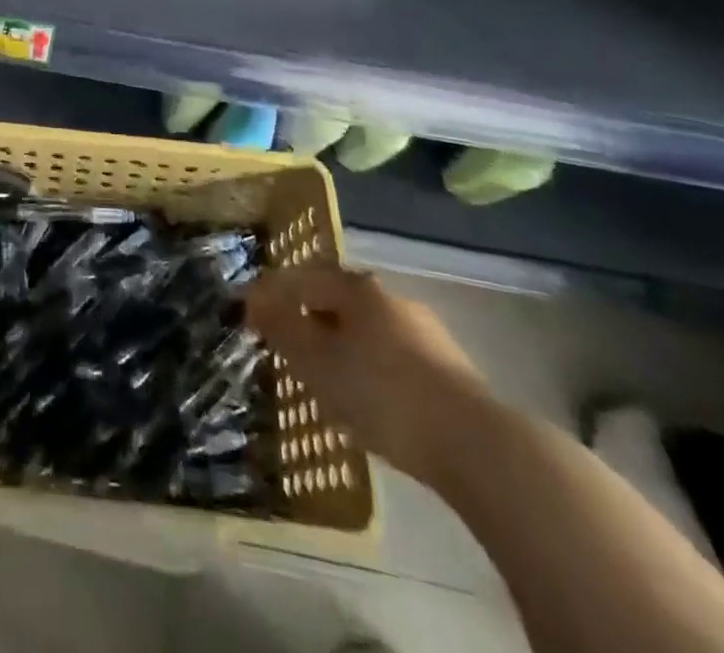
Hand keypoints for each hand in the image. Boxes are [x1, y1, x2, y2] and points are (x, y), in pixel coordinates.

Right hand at [246, 265, 490, 486]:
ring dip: (336, 340)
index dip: (271, 293)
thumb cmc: (382, 394)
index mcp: (357, 288)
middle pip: (335, 298)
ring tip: (319, 372)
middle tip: (283, 342)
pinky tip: (362, 392)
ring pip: (364, 326)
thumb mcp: (318, 363)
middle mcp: (389, 297)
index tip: (248, 314)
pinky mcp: (445, 366)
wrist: (476, 445)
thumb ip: (283, 328)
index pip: (302, 277)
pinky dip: (365, 362)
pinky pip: (389, 352)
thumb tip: (253, 299)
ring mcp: (423, 330)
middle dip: (306, 315)